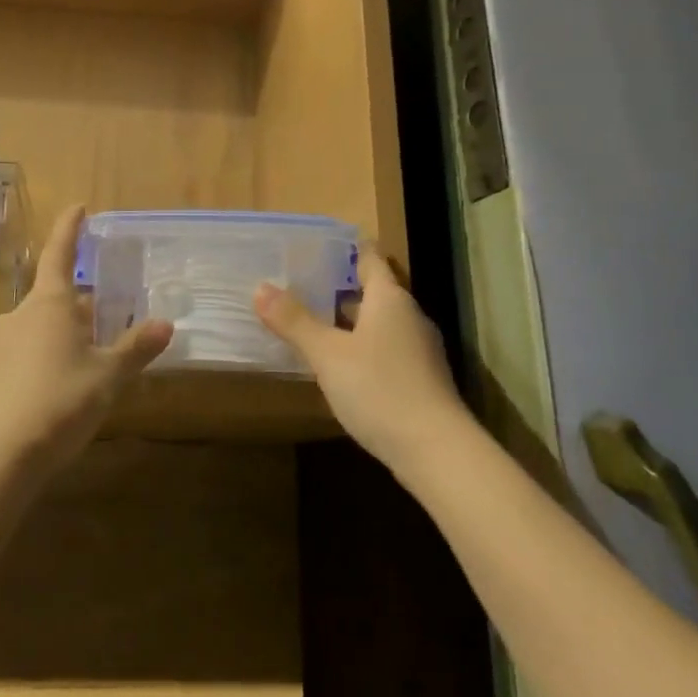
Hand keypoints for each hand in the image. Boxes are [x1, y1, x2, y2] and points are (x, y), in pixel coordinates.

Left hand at [0, 205, 172, 469]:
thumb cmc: (60, 402)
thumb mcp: (108, 376)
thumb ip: (137, 348)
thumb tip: (166, 324)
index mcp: (50, 303)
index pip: (60, 253)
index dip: (70, 229)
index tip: (78, 207)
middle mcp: (22, 314)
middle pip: (57, 296)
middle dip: (83, 304)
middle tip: (111, 318)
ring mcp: (2, 343)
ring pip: (43, 325)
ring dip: (68, 332)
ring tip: (94, 359)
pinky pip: (29, 349)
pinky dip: (50, 354)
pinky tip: (65, 385)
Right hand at [254, 250, 468, 468]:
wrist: (435, 450)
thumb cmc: (379, 389)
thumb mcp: (328, 354)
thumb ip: (295, 321)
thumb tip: (261, 288)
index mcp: (390, 299)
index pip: (370, 259)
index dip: (348, 250)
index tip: (319, 246)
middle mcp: (409, 317)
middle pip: (375, 291)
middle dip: (341, 288)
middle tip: (303, 285)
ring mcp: (419, 350)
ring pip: (380, 323)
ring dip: (350, 321)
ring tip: (314, 324)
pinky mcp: (421, 379)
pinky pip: (386, 350)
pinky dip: (362, 348)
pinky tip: (341, 365)